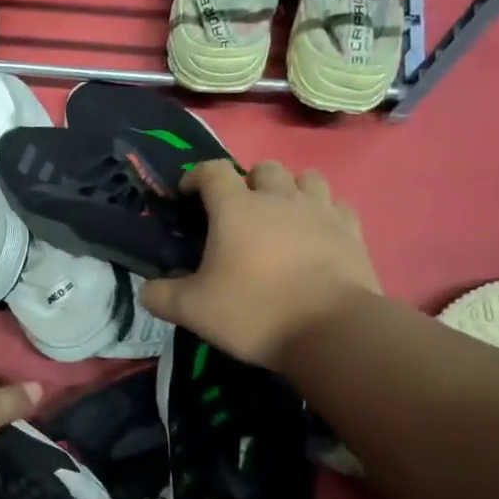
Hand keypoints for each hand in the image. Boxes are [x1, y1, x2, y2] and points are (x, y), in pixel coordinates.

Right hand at [139, 159, 381, 372]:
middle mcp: (278, 197)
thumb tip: (147, 289)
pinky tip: (316, 232)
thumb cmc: (253, 312)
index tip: (187, 195)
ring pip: (305, 178)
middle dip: (247, 182)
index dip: (196, 176)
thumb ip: (161, 296)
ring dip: (289, 189)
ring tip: (280, 216)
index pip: (212, 170)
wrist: (331, 330)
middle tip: (238, 212)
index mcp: (235, 208)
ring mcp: (320, 210)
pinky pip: (336, 205)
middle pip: (263, 168)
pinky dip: (323, 212)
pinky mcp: (351, 230)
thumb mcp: (192, 310)